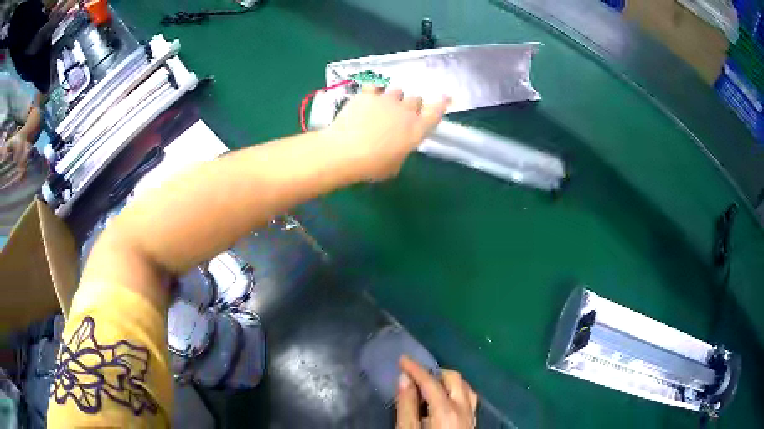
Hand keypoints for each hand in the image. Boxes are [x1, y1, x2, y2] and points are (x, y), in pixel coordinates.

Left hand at [324, 85, 448, 180]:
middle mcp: (406, 110)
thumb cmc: (372, 166)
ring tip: (383, 107)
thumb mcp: (395, 165)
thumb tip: (399, 144)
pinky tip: (368, 98)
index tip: (445, 97)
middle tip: (401, 115)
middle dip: (411, 106)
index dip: (441, 103)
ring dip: (394, 98)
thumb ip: (402, 149)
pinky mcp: (367, 94)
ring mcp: (386, 99)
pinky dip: (374, 91)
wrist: (345, 151)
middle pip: (416, 99)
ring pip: (397, 90)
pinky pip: (375, 86)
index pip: (436, 111)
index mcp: (417, 129)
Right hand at [396, 356, 477, 428]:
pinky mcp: (473, 422)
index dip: (415, 368)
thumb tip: (404, 378)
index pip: (430, 382)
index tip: (402, 359)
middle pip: (454, 379)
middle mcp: (464, 408)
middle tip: (416, 377)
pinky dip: (456, 392)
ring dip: (448, 382)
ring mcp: (471, 415)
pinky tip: (444, 400)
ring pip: (465, 387)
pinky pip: (469, 398)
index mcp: (446, 410)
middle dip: (435, 373)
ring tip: (429, 387)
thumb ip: (406, 405)